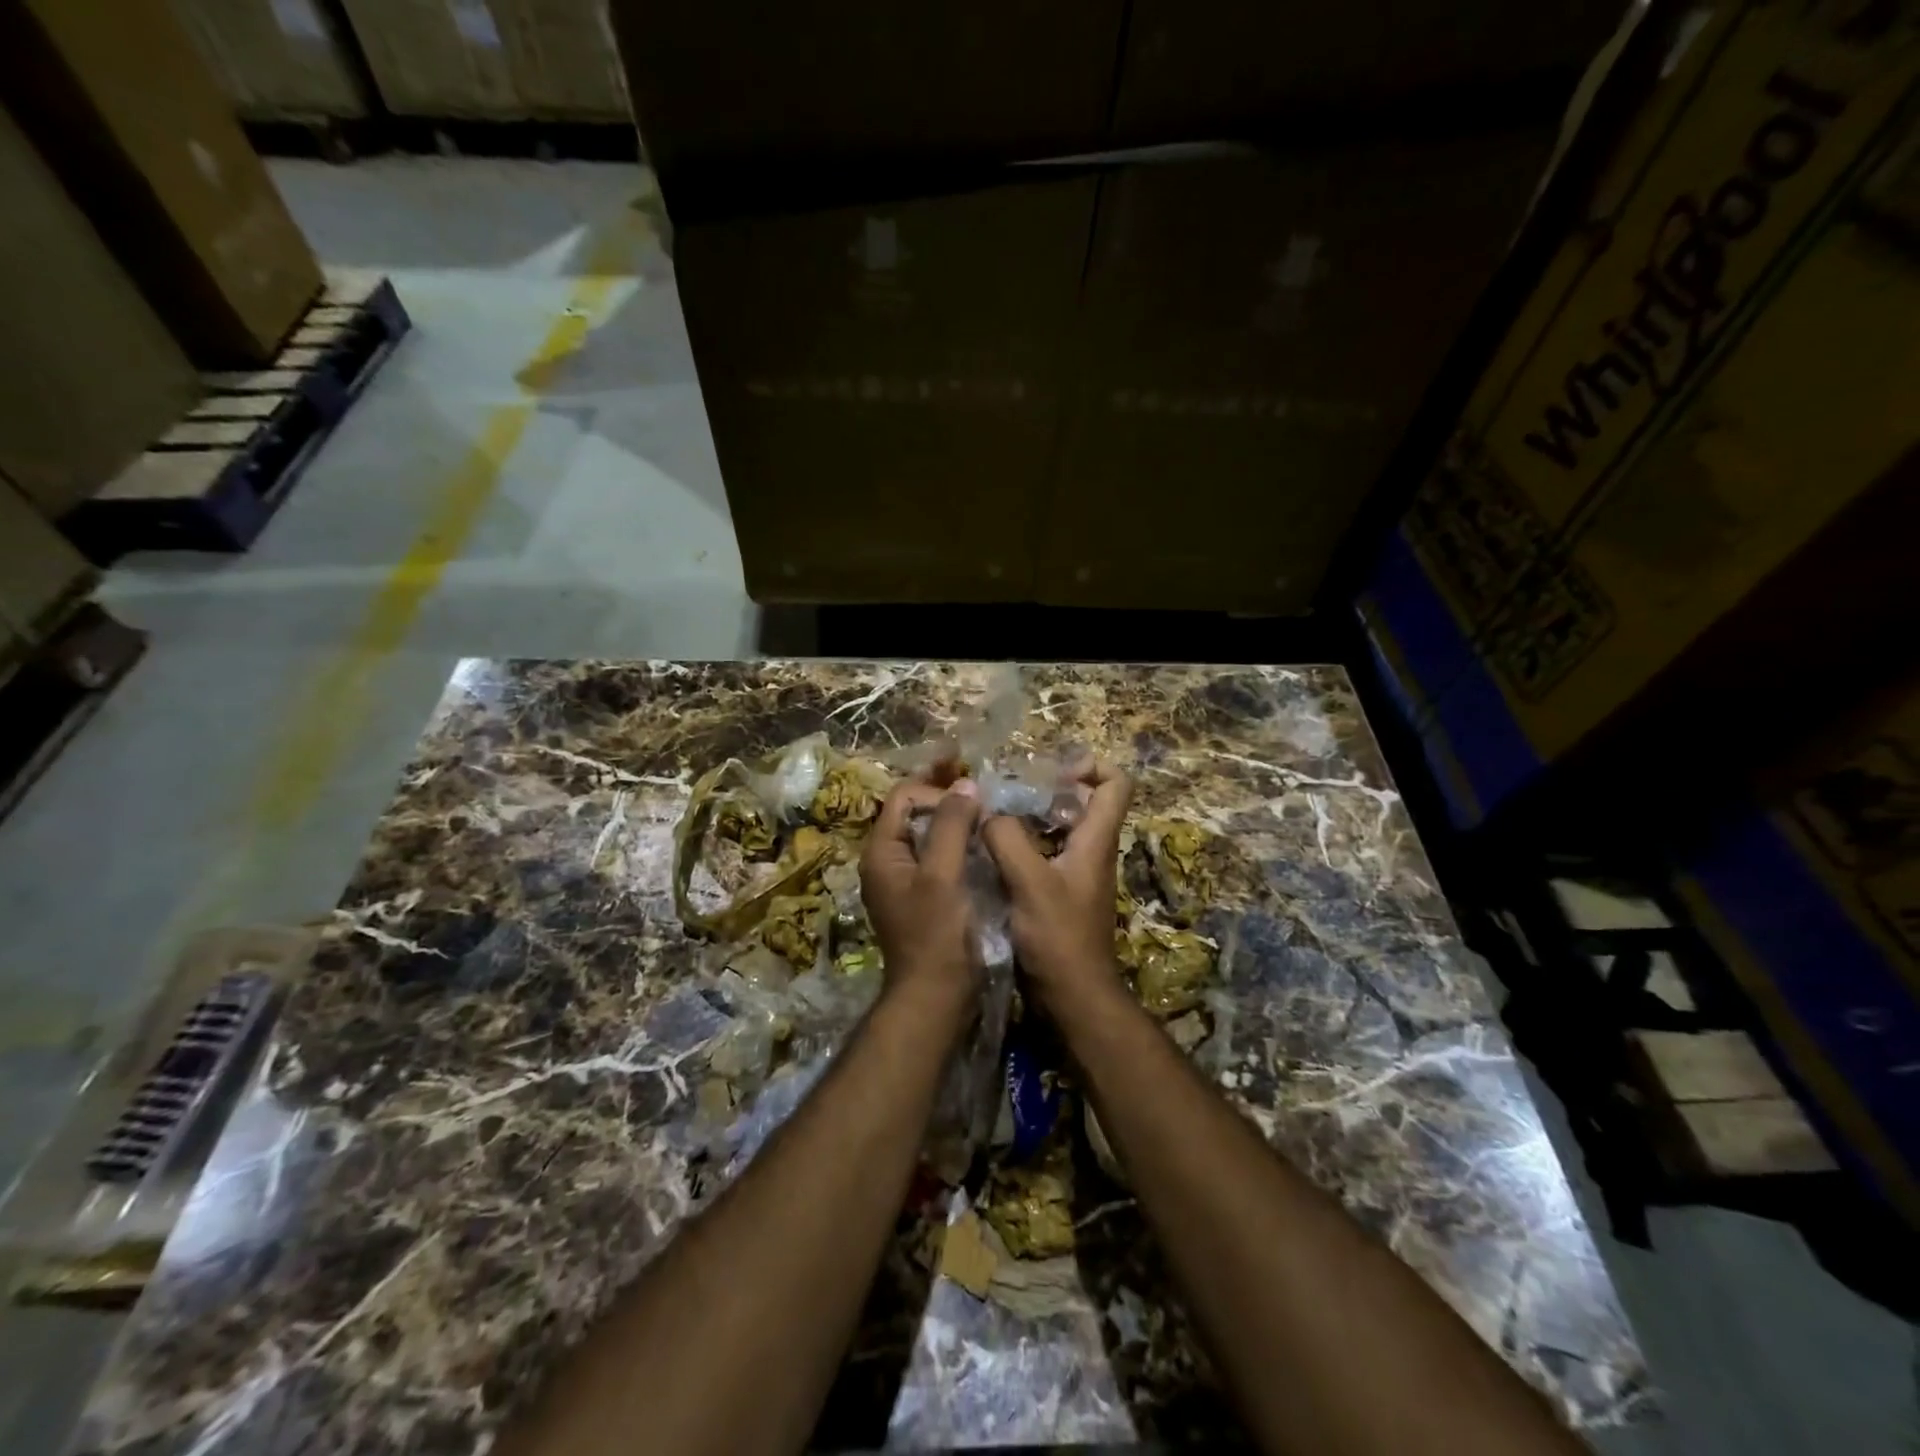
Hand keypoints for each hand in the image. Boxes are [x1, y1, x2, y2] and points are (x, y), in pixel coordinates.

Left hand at [860, 777, 982, 1012]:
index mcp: (882, 852)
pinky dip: (961, 845)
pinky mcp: (926, 896)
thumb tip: (965, 783)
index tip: (973, 803)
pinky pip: (941, 857)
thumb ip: (950, 826)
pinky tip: (985, 846)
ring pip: (930, 835)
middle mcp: (889, 861)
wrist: (936, 997)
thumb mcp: (942, 876)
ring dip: (957, 822)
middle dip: (947, 800)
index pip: (904, 797)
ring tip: (989, 816)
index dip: (937, 791)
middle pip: (915, 813)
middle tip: (984, 797)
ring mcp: (906, 880)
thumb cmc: (936, 935)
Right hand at [980, 763, 1131, 1016]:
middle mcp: (1091, 851)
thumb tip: (987, 812)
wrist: (1073, 998)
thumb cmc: (1058, 938)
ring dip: (1030, 817)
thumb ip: (1007, 839)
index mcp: (1096, 841)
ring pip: (1059, 828)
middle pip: (1083, 802)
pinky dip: (1022, 844)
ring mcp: (1076, 874)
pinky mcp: (1059, 894)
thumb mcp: (1029, 883)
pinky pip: (1044, 854)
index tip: (1052, 770)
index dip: (1091, 766)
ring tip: (992, 815)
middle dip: (1048, 788)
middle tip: (1008, 790)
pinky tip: (991, 851)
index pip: (1115, 783)